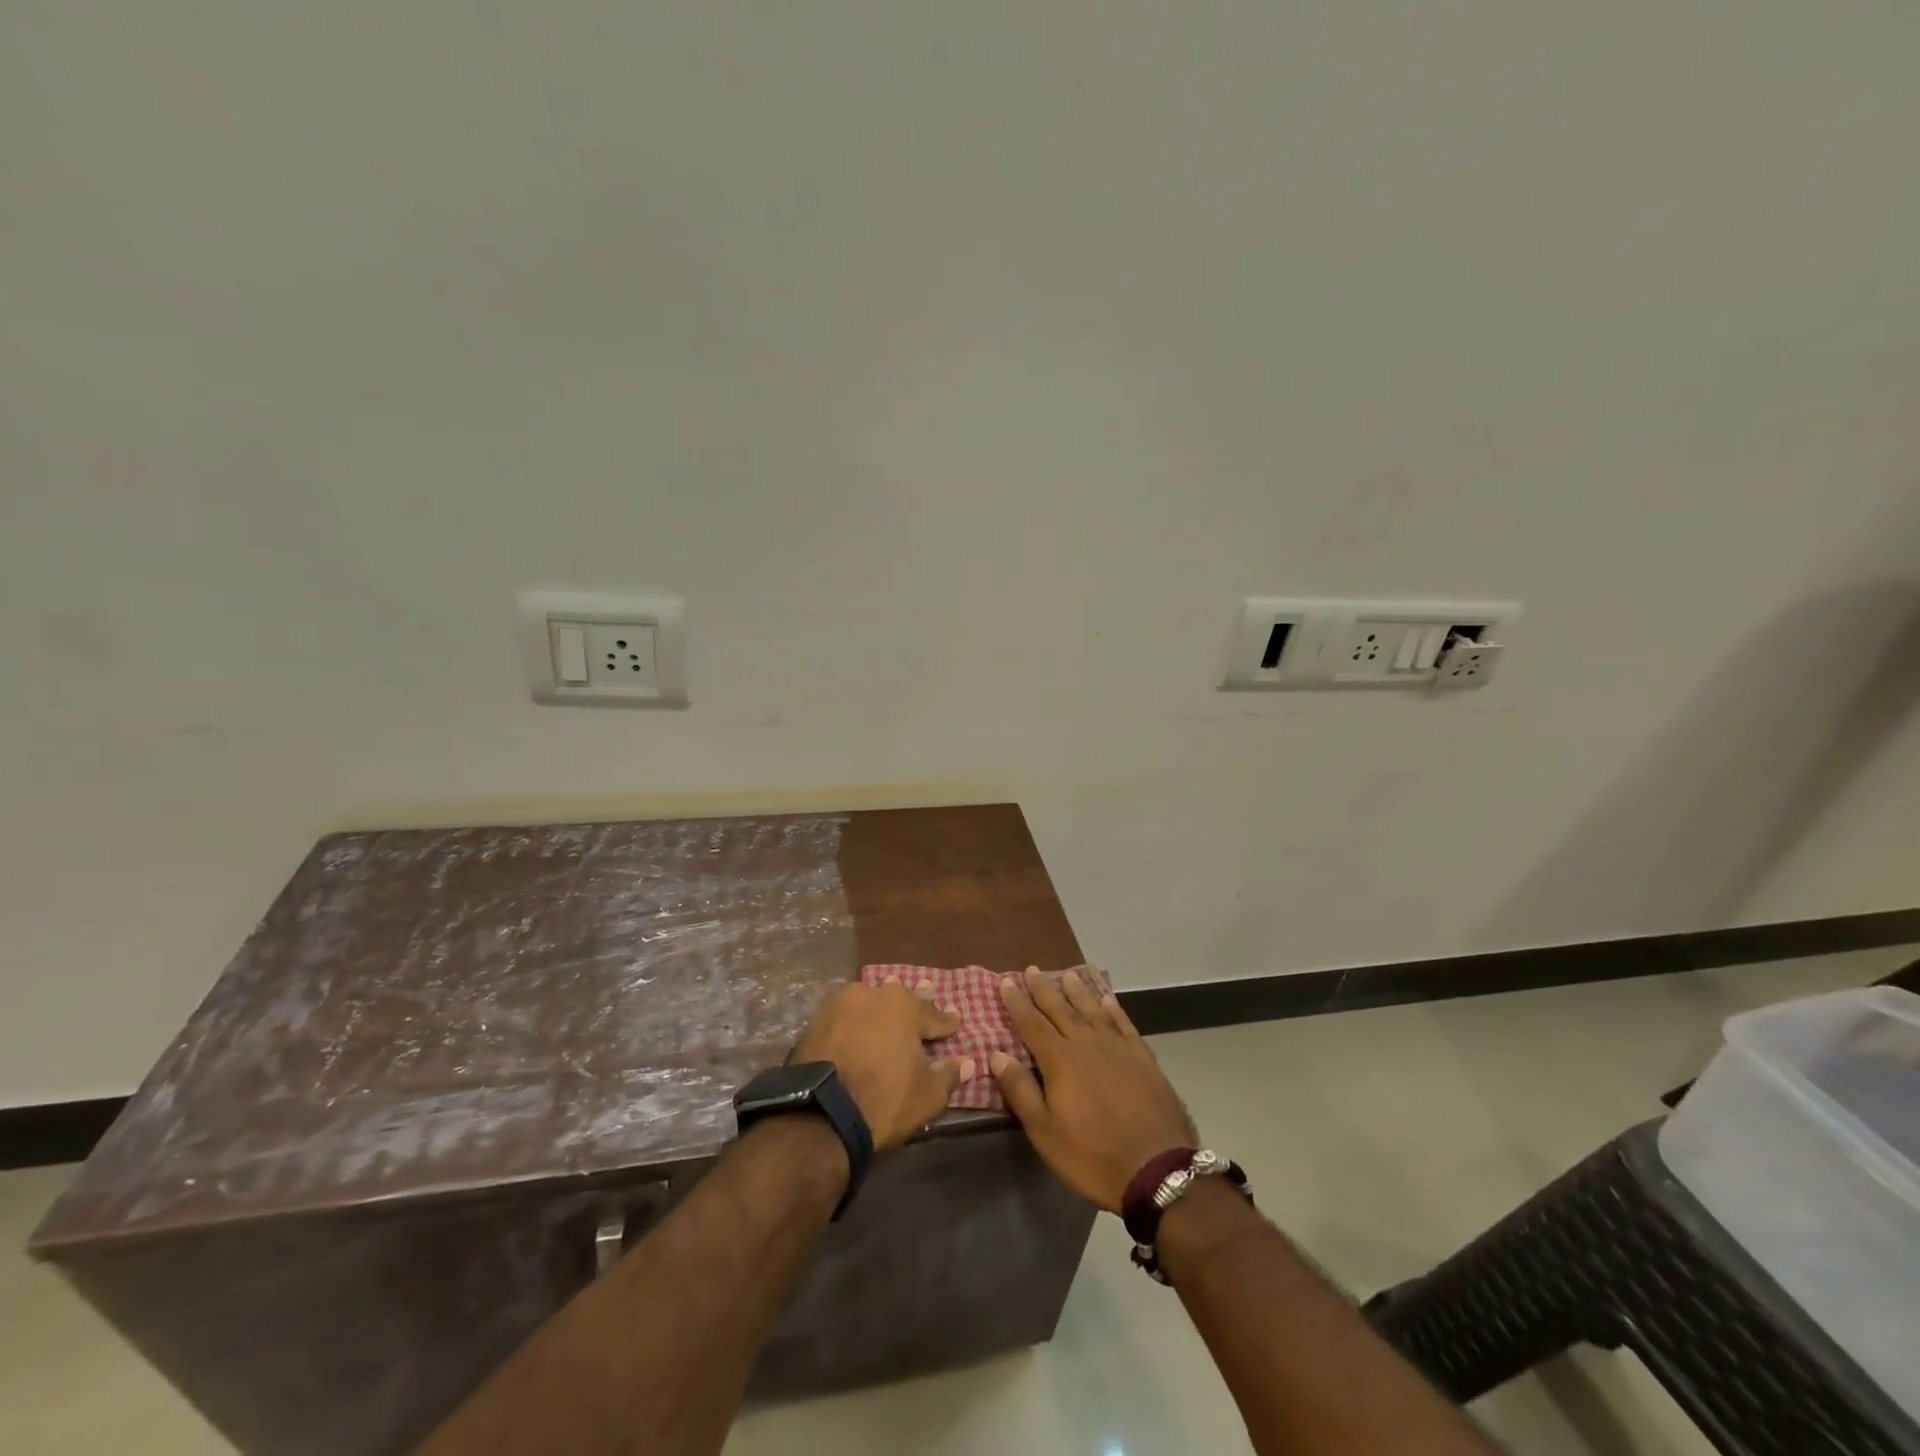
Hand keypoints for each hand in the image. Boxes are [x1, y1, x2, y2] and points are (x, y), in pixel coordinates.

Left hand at [793, 979, 973, 1150]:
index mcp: (906, 1008)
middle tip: (926, 991)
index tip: (955, 1020)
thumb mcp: (927, 1096)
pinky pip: (845, 1012)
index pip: (933, 1015)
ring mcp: (842, 1004)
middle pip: (900, 999)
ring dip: (881, 1005)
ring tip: (887, 1004)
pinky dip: (854, 1018)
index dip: (946, 1021)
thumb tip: (967, 1062)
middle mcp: (875, 995)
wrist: (821, 1114)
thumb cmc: (884, 1101)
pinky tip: (856, 1020)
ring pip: (870, 1000)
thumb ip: (948, 1075)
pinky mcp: (817, 1019)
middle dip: (915, 1001)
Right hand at [991, 968, 1198, 1211]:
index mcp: (1060, 1060)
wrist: (1157, 1170)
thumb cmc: (1092, 1156)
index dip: (1017, 1003)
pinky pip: (1123, 1023)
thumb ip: (1020, 1090)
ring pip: (1092, 1010)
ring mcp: (1118, 1048)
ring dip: (1078, 992)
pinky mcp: (1142, 1057)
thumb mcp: (1045, 1132)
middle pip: (1060, 1009)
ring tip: (1067, 975)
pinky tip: (1107, 1000)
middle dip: (1043, 989)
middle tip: (1032, 970)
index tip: (1006, 982)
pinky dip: (1113, 1009)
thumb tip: (996, 1054)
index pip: (1032, 1024)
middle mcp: (1087, 1044)